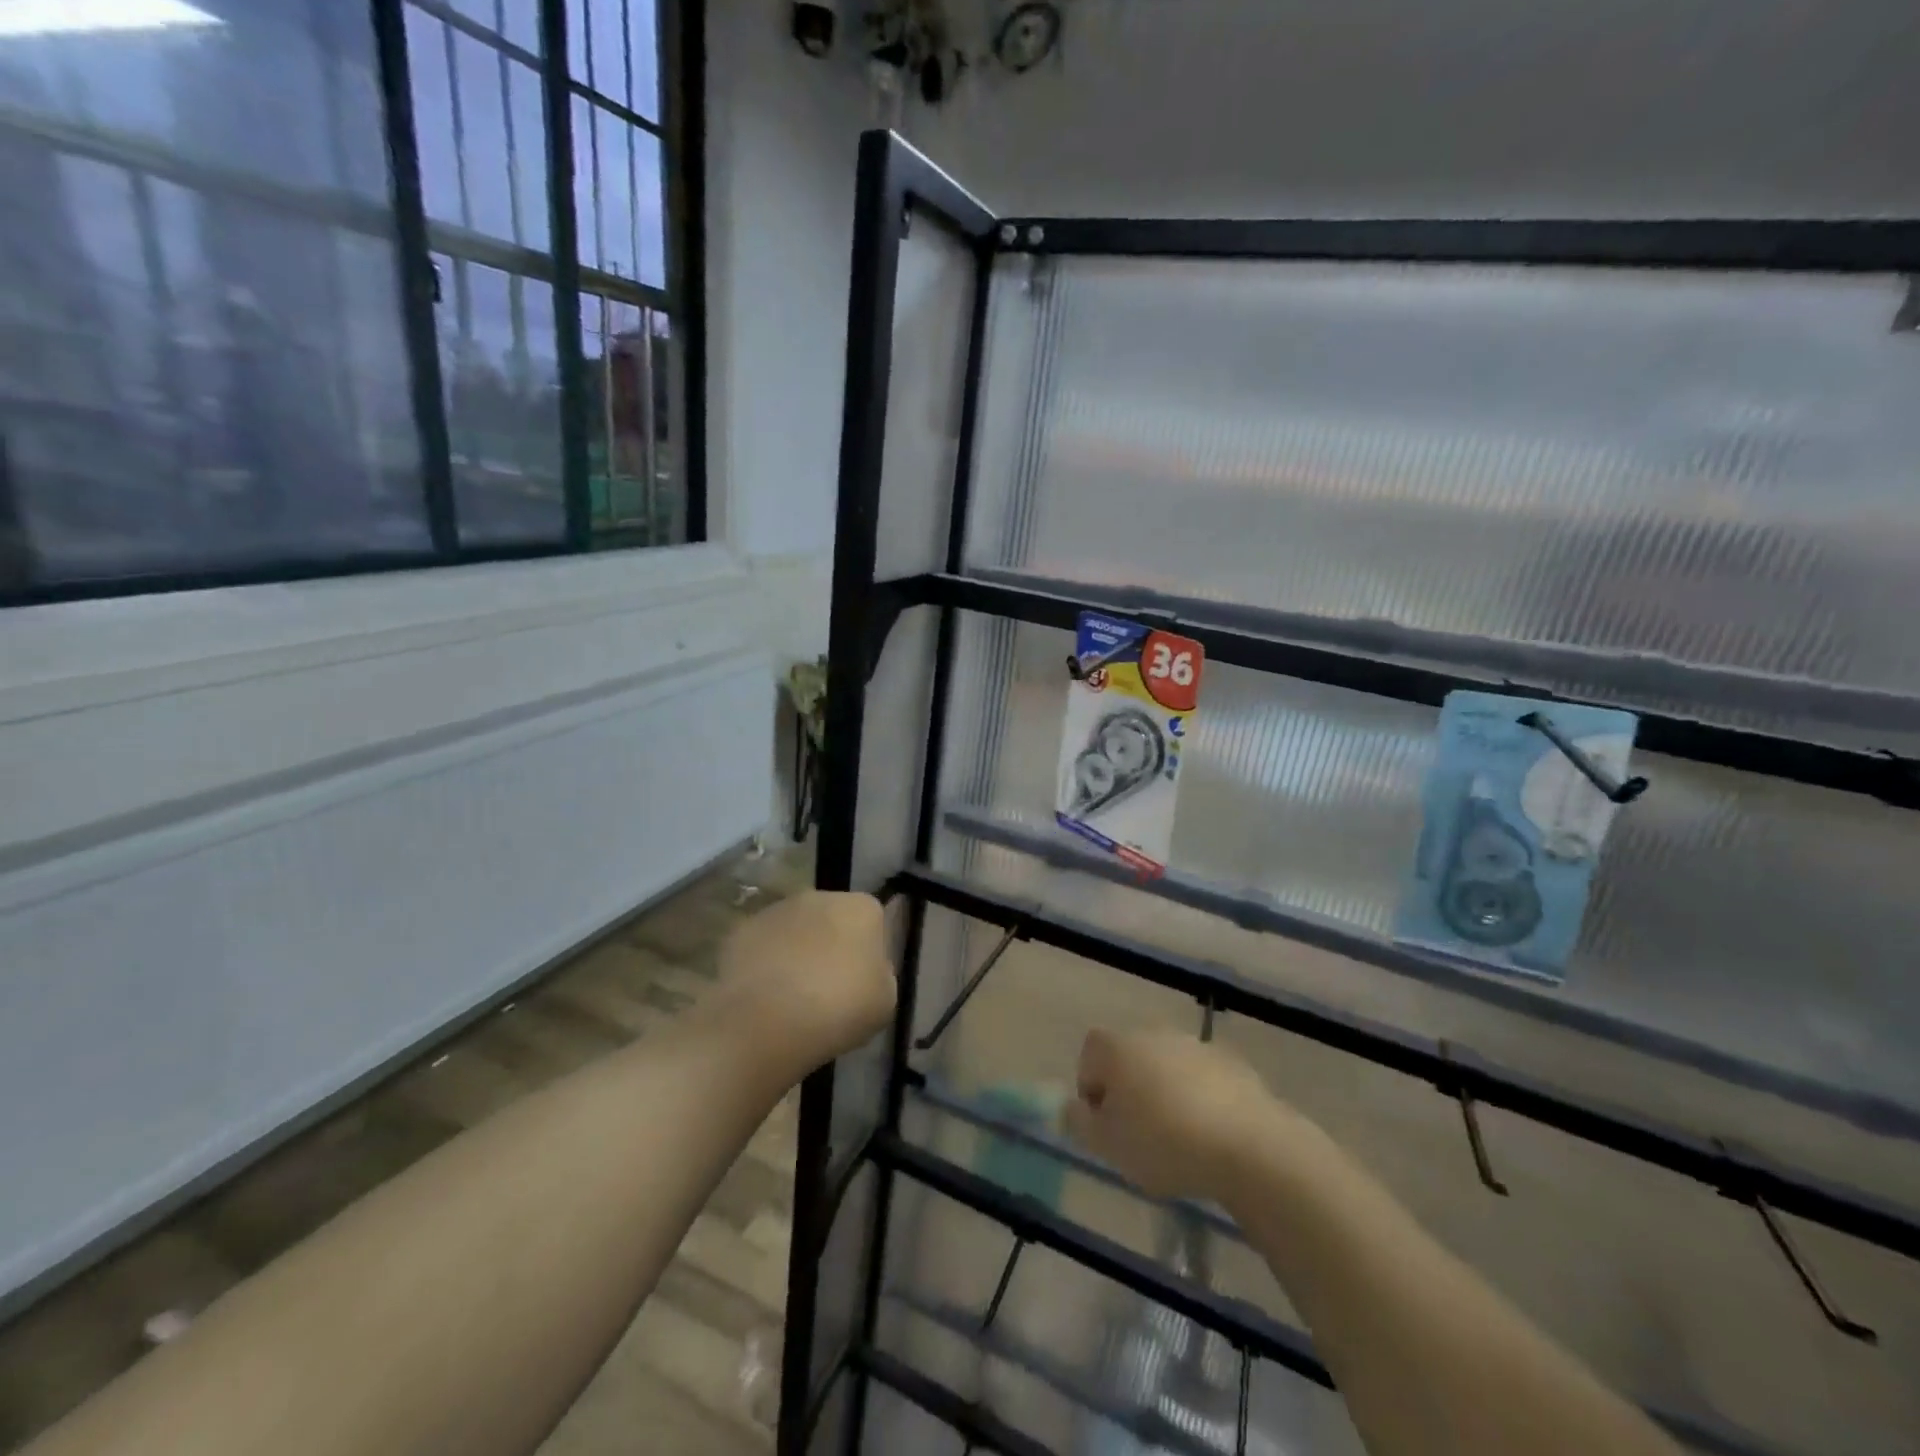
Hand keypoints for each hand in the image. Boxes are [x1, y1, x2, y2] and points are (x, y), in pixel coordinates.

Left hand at [712, 891, 896, 1071]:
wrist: (766, 1022)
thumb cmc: (839, 1008)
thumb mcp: (885, 1001)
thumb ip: (880, 975)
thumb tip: (867, 970)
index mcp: (862, 908)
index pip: (874, 921)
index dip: (869, 951)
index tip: (863, 982)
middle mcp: (820, 897)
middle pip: (833, 919)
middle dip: (832, 946)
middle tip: (830, 989)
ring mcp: (777, 910)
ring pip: (795, 930)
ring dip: (797, 953)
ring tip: (793, 997)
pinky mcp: (742, 930)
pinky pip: (763, 947)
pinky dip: (765, 965)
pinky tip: (765, 998)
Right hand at [1063, 1028, 1288, 1201]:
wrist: (1248, 1146)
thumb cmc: (1163, 1142)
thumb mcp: (1106, 1145)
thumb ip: (1079, 1122)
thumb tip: (1075, 1107)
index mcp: (1118, 1046)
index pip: (1089, 1054)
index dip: (1091, 1088)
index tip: (1105, 1125)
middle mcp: (1154, 1034)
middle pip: (1129, 1057)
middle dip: (1129, 1089)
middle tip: (1138, 1134)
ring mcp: (1196, 1045)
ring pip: (1167, 1068)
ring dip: (1165, 1093)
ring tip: (1178, 1138)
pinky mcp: (1233, 1064)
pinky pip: (1203, 1080)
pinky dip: (1200, 1100)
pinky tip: (1210, 1135)